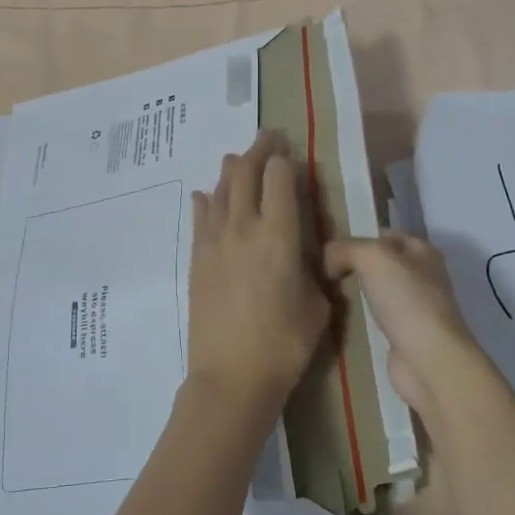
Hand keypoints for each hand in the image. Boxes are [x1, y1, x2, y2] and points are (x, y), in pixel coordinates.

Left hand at [186, 132, 330, 412]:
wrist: (230, 376)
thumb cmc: (284, 343)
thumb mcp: (317, 305)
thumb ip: (314, 269)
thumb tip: (307, 253)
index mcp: (280, 234)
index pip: (280, 177)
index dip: (287, 162)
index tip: (293, 157)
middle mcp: (243, 227)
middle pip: (245, 172)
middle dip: (258, 151)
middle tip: (268, 139)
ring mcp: (214, 242)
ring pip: (220, 189)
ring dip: (232, 170)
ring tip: (239, 161)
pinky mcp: (197, 259)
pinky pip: (200, 217)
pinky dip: (207, 201)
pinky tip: (207, 196)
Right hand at [324, 232, 477, 414]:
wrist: (428, 360)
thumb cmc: (406, 300)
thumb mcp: (372, 258)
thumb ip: (345, 249)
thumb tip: (328, 260)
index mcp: (422, 251)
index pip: (384, 235)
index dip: (357, 236)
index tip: (327, 248)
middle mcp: (423, 276)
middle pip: (381, 263)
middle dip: (354, 264)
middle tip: (321, 270)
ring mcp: (415, 307)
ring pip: (378, 290)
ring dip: (357, 291)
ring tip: (326, 291)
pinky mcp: (406, 335)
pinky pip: (377, 316)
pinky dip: (362, 316)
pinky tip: (343, 317)